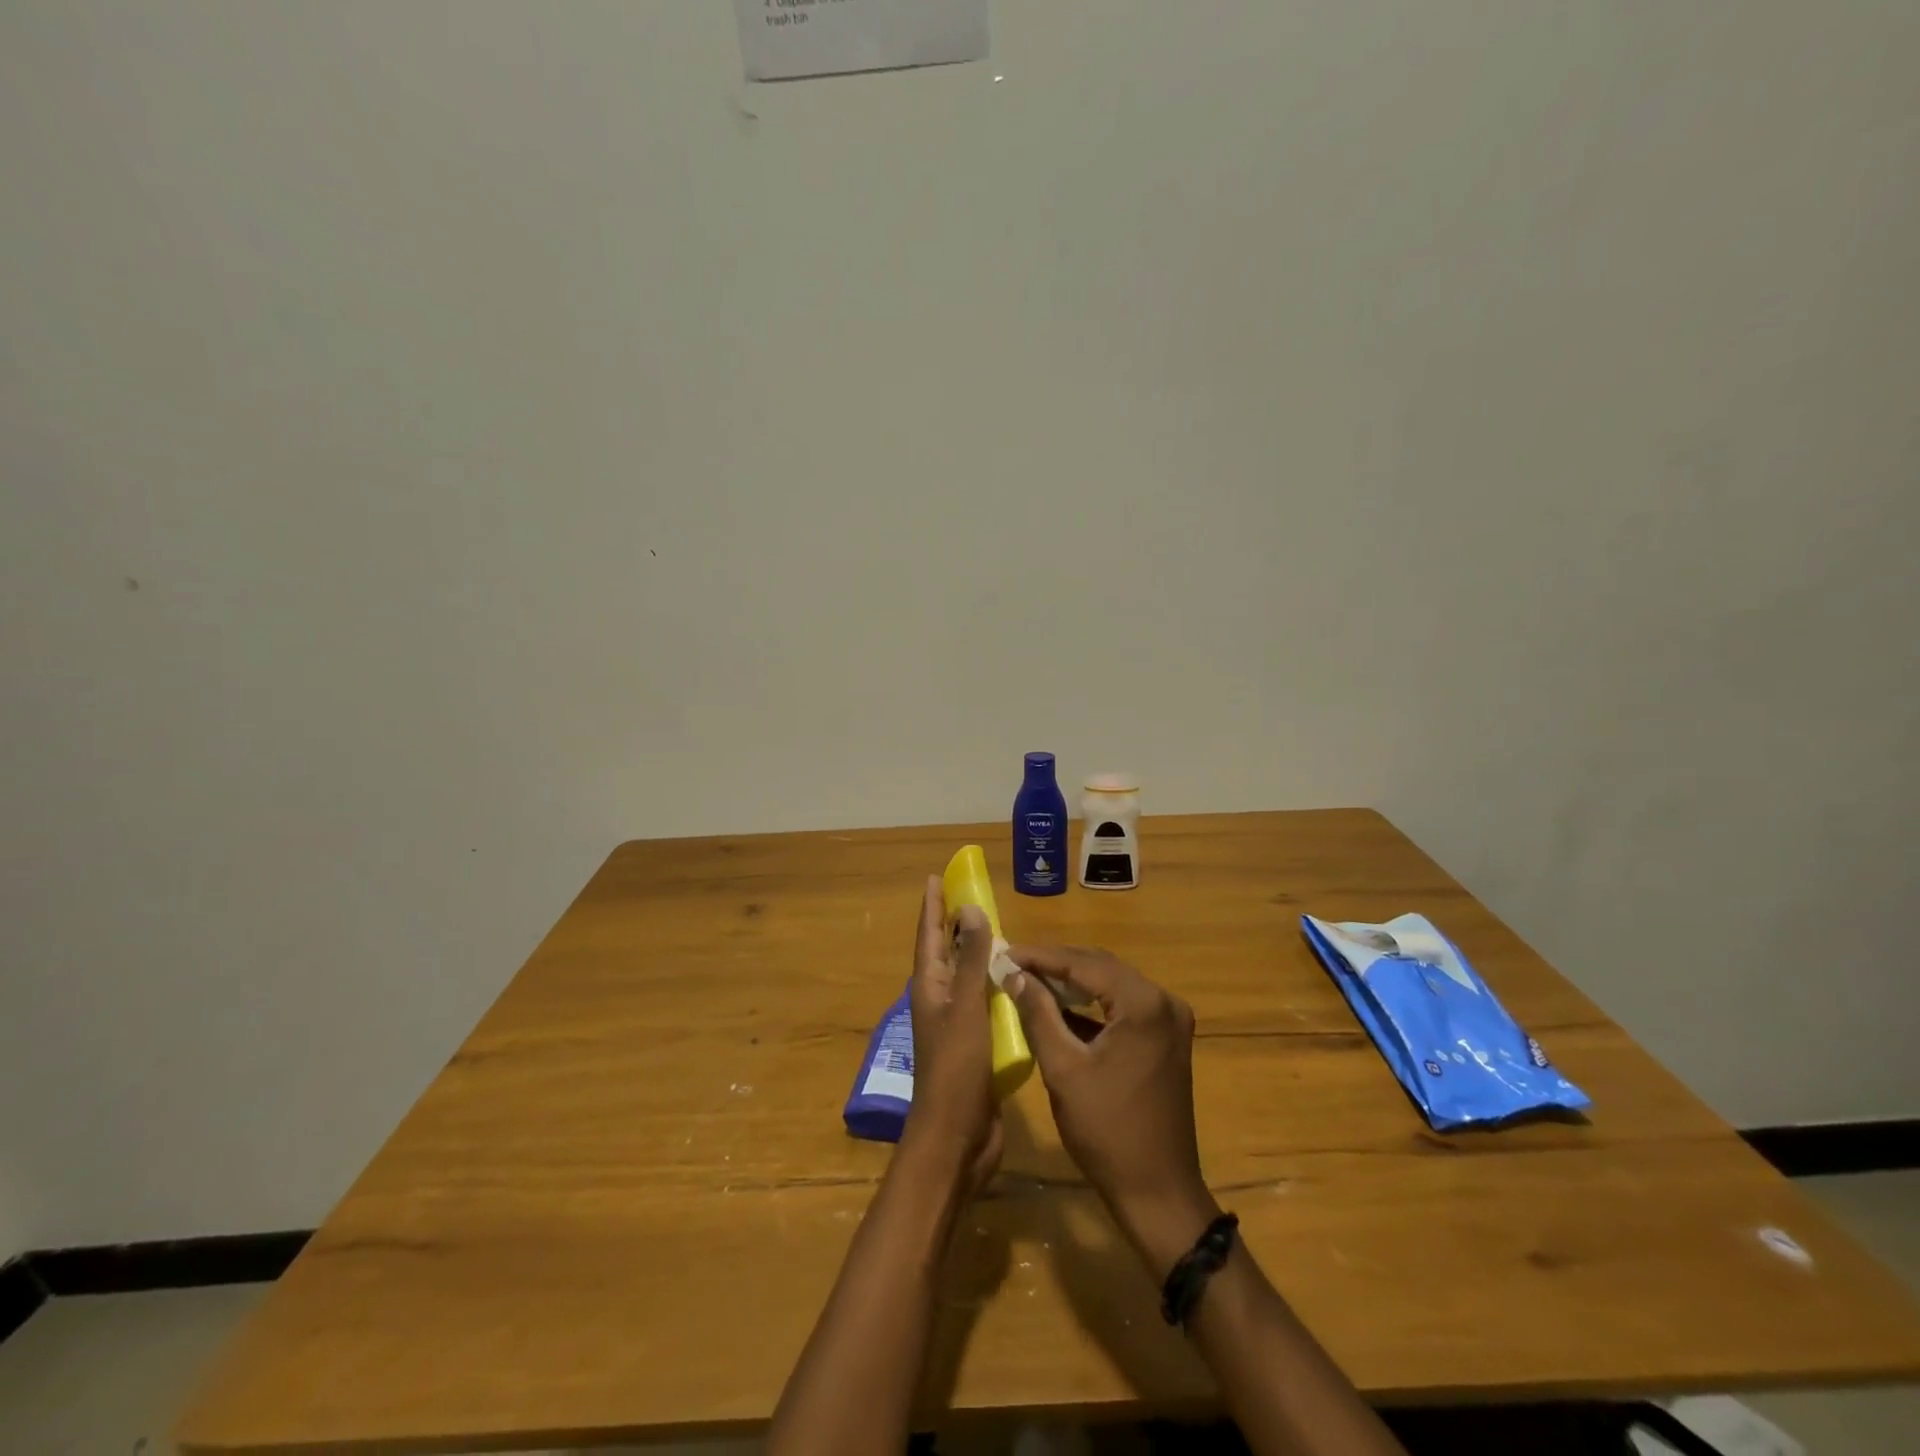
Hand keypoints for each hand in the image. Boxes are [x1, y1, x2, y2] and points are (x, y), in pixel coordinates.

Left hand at [901, 877, 1001, 1198]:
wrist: (957, 1138)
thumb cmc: (956, 1069)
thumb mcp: (966, 1007)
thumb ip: (971, 959)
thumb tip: (970, 909)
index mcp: (930, 987)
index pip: (929, 935)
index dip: (932, 907)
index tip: (937, 878)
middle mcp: (941, 1000)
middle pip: (947, 952)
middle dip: (956, 924)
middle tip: (975, 896)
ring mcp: (958, 1024)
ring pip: (969, 977)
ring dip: (980, 954)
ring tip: (1001, 931)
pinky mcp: (977, 1044)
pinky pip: (987, 1003)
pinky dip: (998, 986)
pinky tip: (1019, 982)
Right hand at [1006, 946, 1220, 1275]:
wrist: (1158, 1192)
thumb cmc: (1107, 1131)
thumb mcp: (1063, 1069)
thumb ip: (1038, 1014)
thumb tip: (1014, 975)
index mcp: (1143, 1004)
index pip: (1084, 964)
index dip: (1040, 956)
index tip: (1004, 952)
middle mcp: (1163, 1001)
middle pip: (1100, 967)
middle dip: (1055, 964)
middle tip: (1013, 963)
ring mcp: (1169, 1019)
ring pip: (1111, 984)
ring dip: (1072, 981)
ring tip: (1028, 978)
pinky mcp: (1166, 1038)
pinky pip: (1123, 1006)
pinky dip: (1091, 1004)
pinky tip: (1059, 1004)